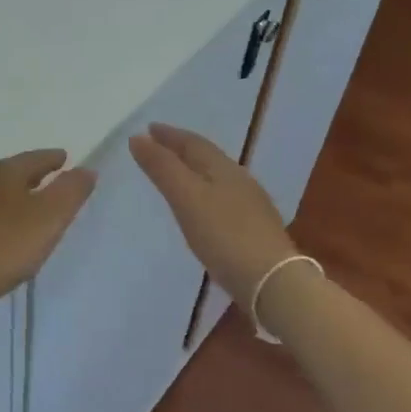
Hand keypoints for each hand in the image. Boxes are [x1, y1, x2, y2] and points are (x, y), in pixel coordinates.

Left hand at [0, 150, 95, 319]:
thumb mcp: (45, 221)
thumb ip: (69, 193)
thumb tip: (86, 168)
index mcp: (4, 170)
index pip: (36, 157)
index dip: (54, 159)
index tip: (66, 159)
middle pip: (13, 171)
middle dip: (33, 176)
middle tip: (51, 184)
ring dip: (13, 195)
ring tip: (28, 208)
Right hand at [129, 123, 295, 309]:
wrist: (273, 282)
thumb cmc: (223, 235)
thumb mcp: (186, 197)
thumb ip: (162, 167)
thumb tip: (137, 137)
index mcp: (222, 167)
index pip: (192, 142)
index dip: (169, 134)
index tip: (148, 129)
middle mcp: (239, 179)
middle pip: (206, 157)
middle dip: (181, 149)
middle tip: (158, 147)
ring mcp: (251, 205)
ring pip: (216, 177)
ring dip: (193, 171)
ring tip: (176, 175)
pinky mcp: (255, 229)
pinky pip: (223, 198)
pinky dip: (205, 193)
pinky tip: (202, 208)